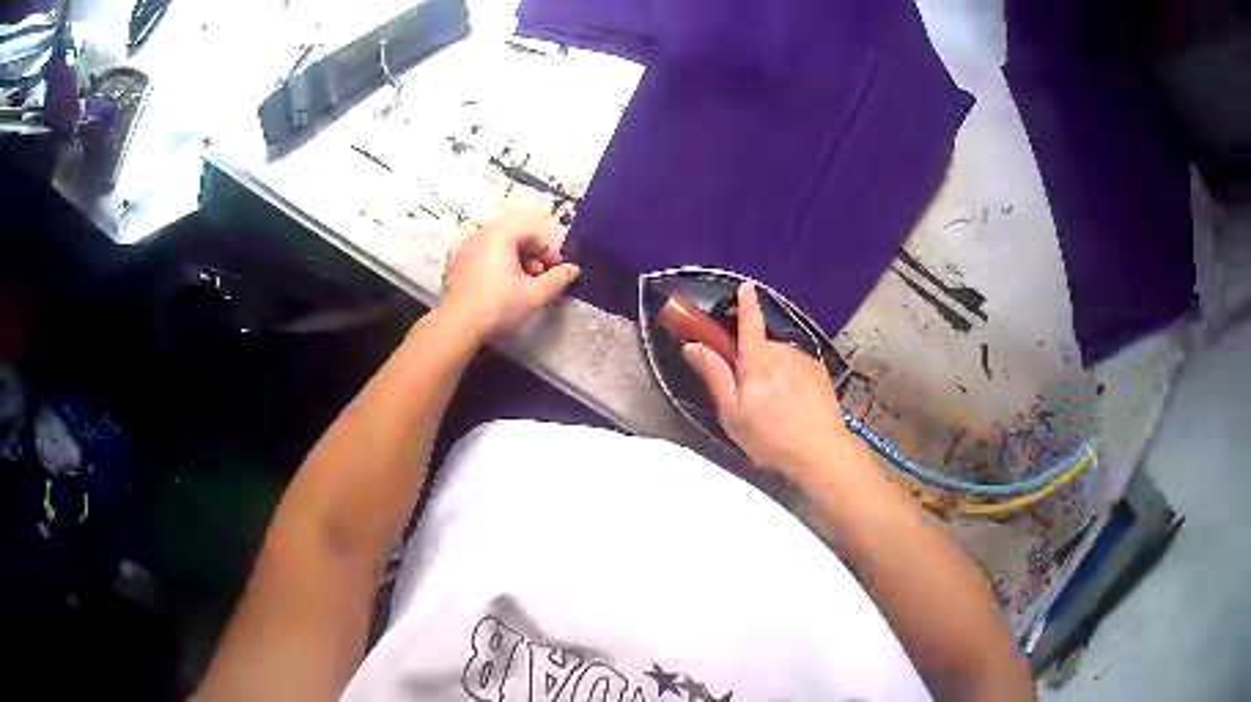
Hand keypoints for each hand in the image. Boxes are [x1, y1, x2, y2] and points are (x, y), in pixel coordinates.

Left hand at [441, 216, 580, 337]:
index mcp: (501, 234)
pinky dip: (497, 266)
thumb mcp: (535, 294)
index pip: (536, 231)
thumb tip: (573, 270)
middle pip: (517, 236)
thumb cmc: (498, 306)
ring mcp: (465, 248)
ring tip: (524, 286)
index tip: (558, 271)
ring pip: (499, 247)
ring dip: (517, 262)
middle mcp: (481, 234)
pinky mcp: (455, 264)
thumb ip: (558, 279)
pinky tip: (501, 288)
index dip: (552, 250)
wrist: (456, 326)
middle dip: (534, 256)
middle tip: (542, 279)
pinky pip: (483, 257)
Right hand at [682, 283, 851, 475]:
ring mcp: (805, 362)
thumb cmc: (769, 437)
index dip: (746, 303)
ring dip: (773, 371)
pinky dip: (791, 379)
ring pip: (780, 358)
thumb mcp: (731, 413)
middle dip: (752, 359)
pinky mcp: (820, 374)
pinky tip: (794, 406)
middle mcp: (782, 353)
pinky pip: (797, 368)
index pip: (749, 322)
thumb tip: (692, 346)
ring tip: (774, 406)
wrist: (820, 451)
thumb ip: (714, 376)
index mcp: (757, 361)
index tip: (745, 287)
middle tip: (747, 393)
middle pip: (761, 346)